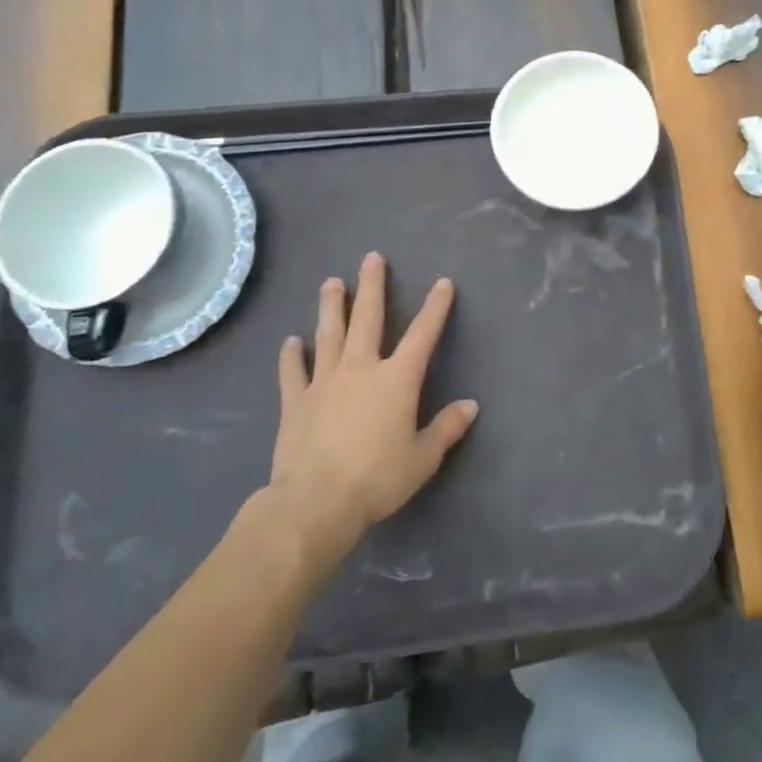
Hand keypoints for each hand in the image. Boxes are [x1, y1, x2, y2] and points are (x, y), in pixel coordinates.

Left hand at [257, 253, 477, 581]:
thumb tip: (471, 406)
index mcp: (397, 379)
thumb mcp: (423, 458)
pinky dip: (291, 356)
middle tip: (372, 258)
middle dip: (372, 286)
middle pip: (368, 318)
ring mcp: (324, 382)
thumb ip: (446, 428)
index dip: (435, 307)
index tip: (443, 283)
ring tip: (331, 282)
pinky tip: (291, 341)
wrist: (315, 502)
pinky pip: (293, 372)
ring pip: (329, 334)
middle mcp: (361, 369)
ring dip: (331, 307)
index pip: (422, 334)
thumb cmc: (377, 479)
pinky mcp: (296, 402)